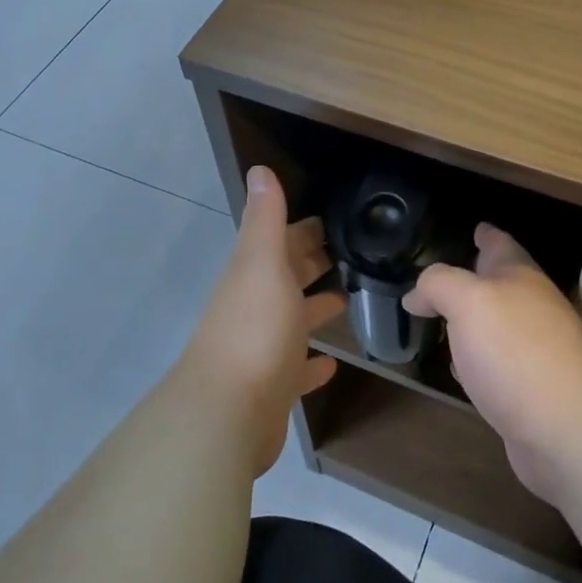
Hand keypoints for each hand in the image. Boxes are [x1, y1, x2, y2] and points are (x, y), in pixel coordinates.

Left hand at [179, 167, 343, 475]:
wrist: (227, 413)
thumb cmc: (254, 329)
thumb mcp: (262, 263)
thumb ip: (265, 219)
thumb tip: (259, 169)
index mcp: (254, 274)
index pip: (283, 241)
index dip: (306, 228)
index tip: (338, 218)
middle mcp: (255, 306)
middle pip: (287, 277)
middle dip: (312, 262)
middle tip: (354, 253)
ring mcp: (262, 349)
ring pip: (292, 320)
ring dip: (314, 308)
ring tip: (349, 298)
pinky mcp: (272, 388)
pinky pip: (296, 368)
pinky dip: (312, 363)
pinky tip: (333, 363)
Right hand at [405, 223, 581, 502]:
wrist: (563, 426)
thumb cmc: (512, 349)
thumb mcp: (466, 300)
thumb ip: (438, 284)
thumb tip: (417, 294)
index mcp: (520, 277)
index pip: (501, 244)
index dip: (487, 234)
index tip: (476, 227)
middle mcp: (532, 308)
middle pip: (502, 284)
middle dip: (478, 277)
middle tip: (448, 276)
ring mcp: (536, 349)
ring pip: (498, 324)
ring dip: (474, 320)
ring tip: (447, 319)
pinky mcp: (532, 389)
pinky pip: (497, 362)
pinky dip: (477, 358)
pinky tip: (462, 368)